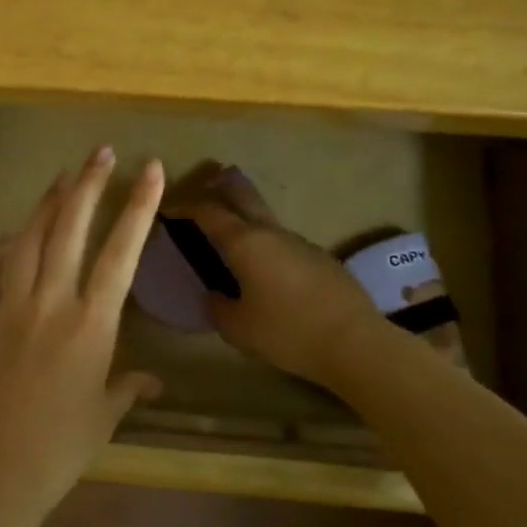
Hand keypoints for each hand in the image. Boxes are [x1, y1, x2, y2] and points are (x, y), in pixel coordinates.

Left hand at [0, 147, 165, 517]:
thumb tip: (152, 382)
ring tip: (60, 179)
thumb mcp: (102, 418)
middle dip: (88, 184)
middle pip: (70, 228)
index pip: (122, 253)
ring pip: (27, 239)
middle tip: (99, 152)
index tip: (151, 169)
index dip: (138, 207)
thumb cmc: (58, 449)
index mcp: (91, 323)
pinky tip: (7, 239)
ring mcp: (7, 305)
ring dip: (45, 205)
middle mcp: (50, 301)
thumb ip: (127, 390)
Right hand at [168, 162, 387, 384]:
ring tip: (233, 232)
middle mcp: (271, 233)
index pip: (209, 212)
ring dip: (246, 217)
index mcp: (245, 243)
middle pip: (243, 196)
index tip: (170, 207)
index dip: (186, 206)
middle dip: (222, 187)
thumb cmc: (287, 332)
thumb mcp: (238, 329)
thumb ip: (218, 308)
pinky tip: (268, 267)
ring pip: (266, 219)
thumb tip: (214, 295)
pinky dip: (267, 243)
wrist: (356, 343)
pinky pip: (284, 242)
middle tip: (206, 184)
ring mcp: (301, 243)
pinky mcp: (322, 259)